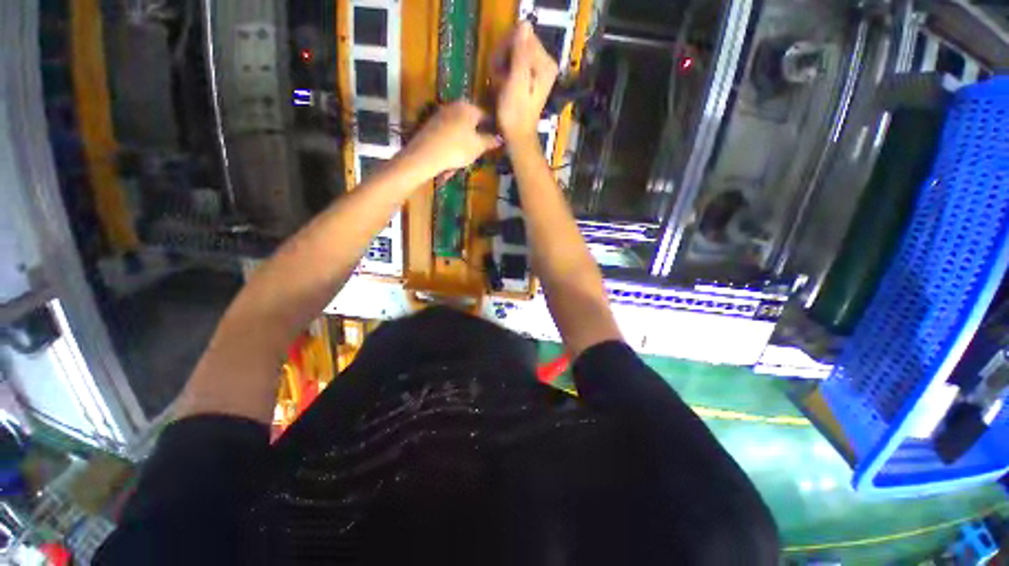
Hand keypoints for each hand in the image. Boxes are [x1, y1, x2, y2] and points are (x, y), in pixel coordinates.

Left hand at [401, 101, 500, 177]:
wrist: (426, 155)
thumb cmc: (457, 149)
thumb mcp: (478, 147)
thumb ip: (490, 141)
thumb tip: (500, 138)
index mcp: (468, 107)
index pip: (486, 116)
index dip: (493, 129)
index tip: (495, 141)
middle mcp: (454, 106)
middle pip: (471, 122)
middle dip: (476, 136)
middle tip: (480, 151)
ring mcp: (440, 114)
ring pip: (458, 129)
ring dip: (463, 143)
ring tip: (465, 158)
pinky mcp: (430, 125)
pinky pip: (447, 135)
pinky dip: (452, 145)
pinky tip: (451, 159)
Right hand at [492, 21, 558, 142]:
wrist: (517, 136)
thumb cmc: (515, 113)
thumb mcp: (516, 82)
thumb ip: (521, 54)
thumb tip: (525, 24)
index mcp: (545, 63)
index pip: (521, 36)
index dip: (505, 50)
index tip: (499, 70)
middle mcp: (545, 63)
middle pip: (517, 44)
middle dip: (502, 60)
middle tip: (498, 80)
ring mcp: (537, 71)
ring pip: (512, 54)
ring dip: (500, 68)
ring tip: (499, 86)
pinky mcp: (529, 78)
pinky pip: (512, 64)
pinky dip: (503, 74)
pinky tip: (501, 87)